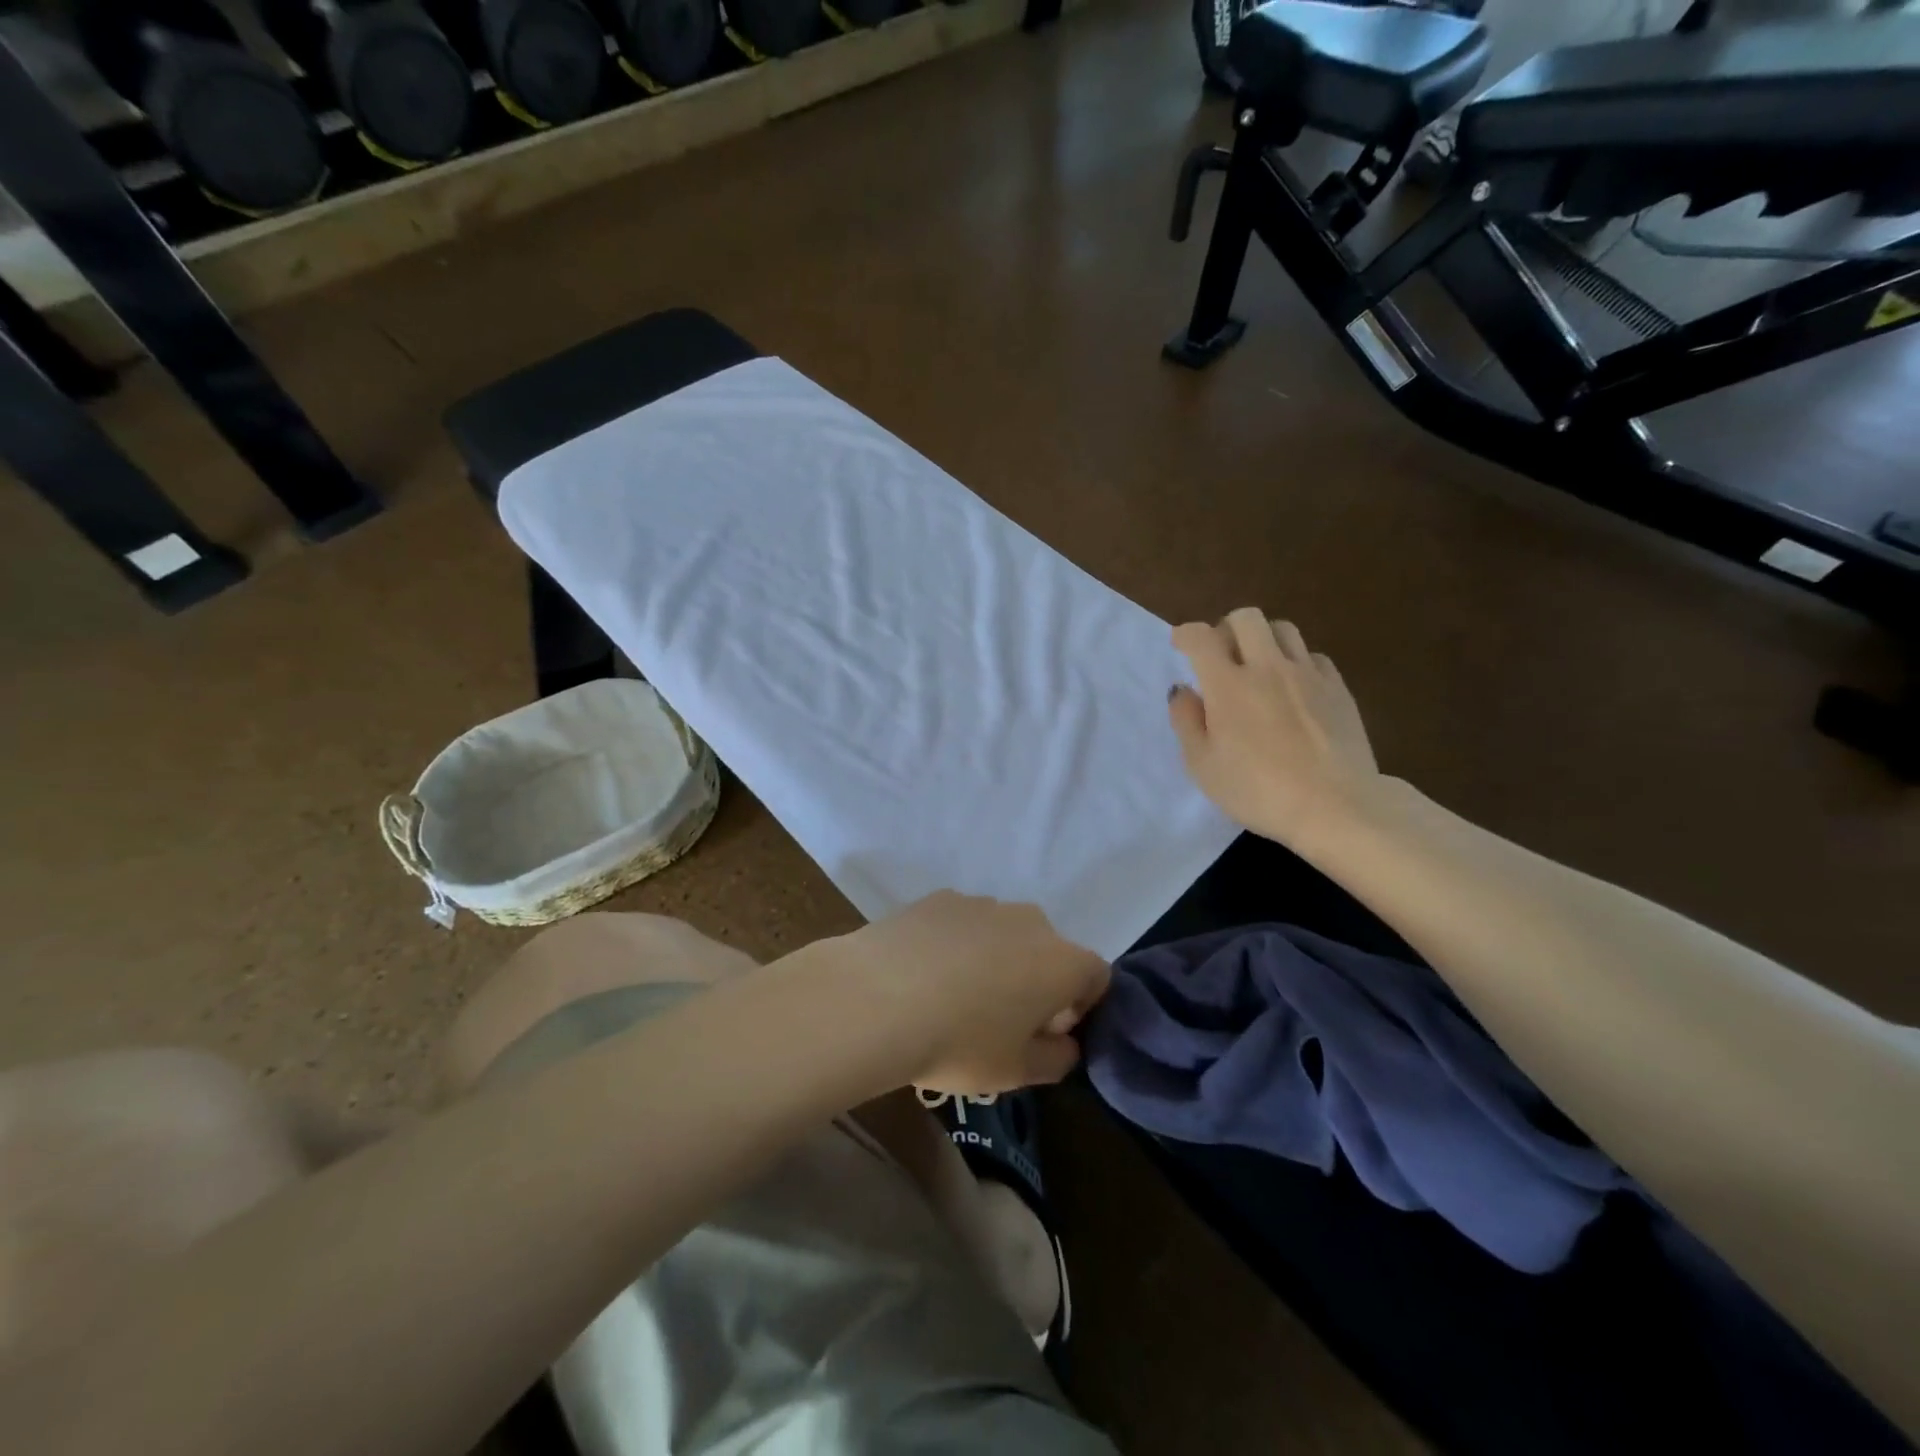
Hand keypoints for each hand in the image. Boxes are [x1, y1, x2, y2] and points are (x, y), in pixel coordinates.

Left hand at [826, 892, 1110, 1095]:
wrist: (876, 998)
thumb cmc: (959, 1043)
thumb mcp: (1016, 1071)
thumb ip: (1057, 1059)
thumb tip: (1065, 1043)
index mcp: (1061, 961)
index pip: (1097, 975)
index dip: (1083, 1006)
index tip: (1052, 1033)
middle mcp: (1030, 920)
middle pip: (1049, 950)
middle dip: (1038, 981)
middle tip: (1002, 1020)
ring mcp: (982, 903)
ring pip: (1005, 934)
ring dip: (997, 960)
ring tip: (956, 997)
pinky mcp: (939, 898)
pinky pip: (964, 923)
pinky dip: (957, 944)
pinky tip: (925, 974)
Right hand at [1170, 609, 1379, 846]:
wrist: (1336, 807)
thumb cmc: (1257, 791)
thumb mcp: (1203, 766)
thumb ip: (1187, 721)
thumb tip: (1183, 690)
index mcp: (1227, 685)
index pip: (1201, 637)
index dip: (1185, 634)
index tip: (1180, 644)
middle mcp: (1267, 667)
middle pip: (1246, 618)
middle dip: (1226, 628)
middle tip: (1221, 655)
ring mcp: (1307, 674)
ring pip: (1283, 629)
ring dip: (1263, 640)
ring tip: (1259, 667)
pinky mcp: (1338, 688)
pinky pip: (1313, 656)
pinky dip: (1296, 662)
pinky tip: (1293, 688)